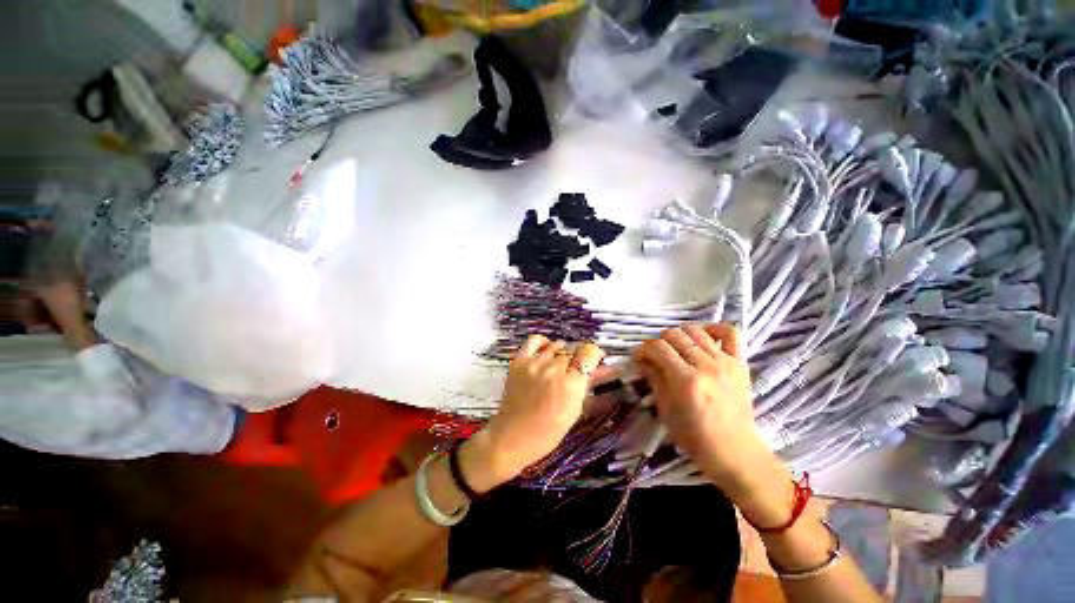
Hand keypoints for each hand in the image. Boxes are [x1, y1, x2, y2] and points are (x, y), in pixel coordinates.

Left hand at [461, 336, 604, 492]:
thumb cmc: (548, 432)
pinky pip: (535, 340)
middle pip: (573, 350)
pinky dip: (543, 343)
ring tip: (560, 363)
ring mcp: (535, 363)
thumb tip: (601, 370)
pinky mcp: (519, 360)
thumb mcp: (575, 411)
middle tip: (575, 369)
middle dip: (578, 358)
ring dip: (562, 352)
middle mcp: (554, 369)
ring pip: (557, 345)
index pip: (588, 353)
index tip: (594, 359)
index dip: (594, 354)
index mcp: (571, 385)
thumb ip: (587, 387)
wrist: (512, 436)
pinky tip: (545, 351)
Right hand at [632, 324, 774, 497]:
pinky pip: (730, 333)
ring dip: (679, 335)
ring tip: (674, 347)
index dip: (643, 348)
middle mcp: (706, 366)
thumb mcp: (666, 410)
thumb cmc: (694, 436)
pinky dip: (713, 329)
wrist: (735, 451)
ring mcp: (726, 362)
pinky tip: (702, 336)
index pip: (658, 348)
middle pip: (674, 335)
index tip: (637, 355)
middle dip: (658, 341)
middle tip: (654, 354)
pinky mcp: (739, 363)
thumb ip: (654, 378)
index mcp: (686, 380)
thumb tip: (642, 358)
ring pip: (695, 331)